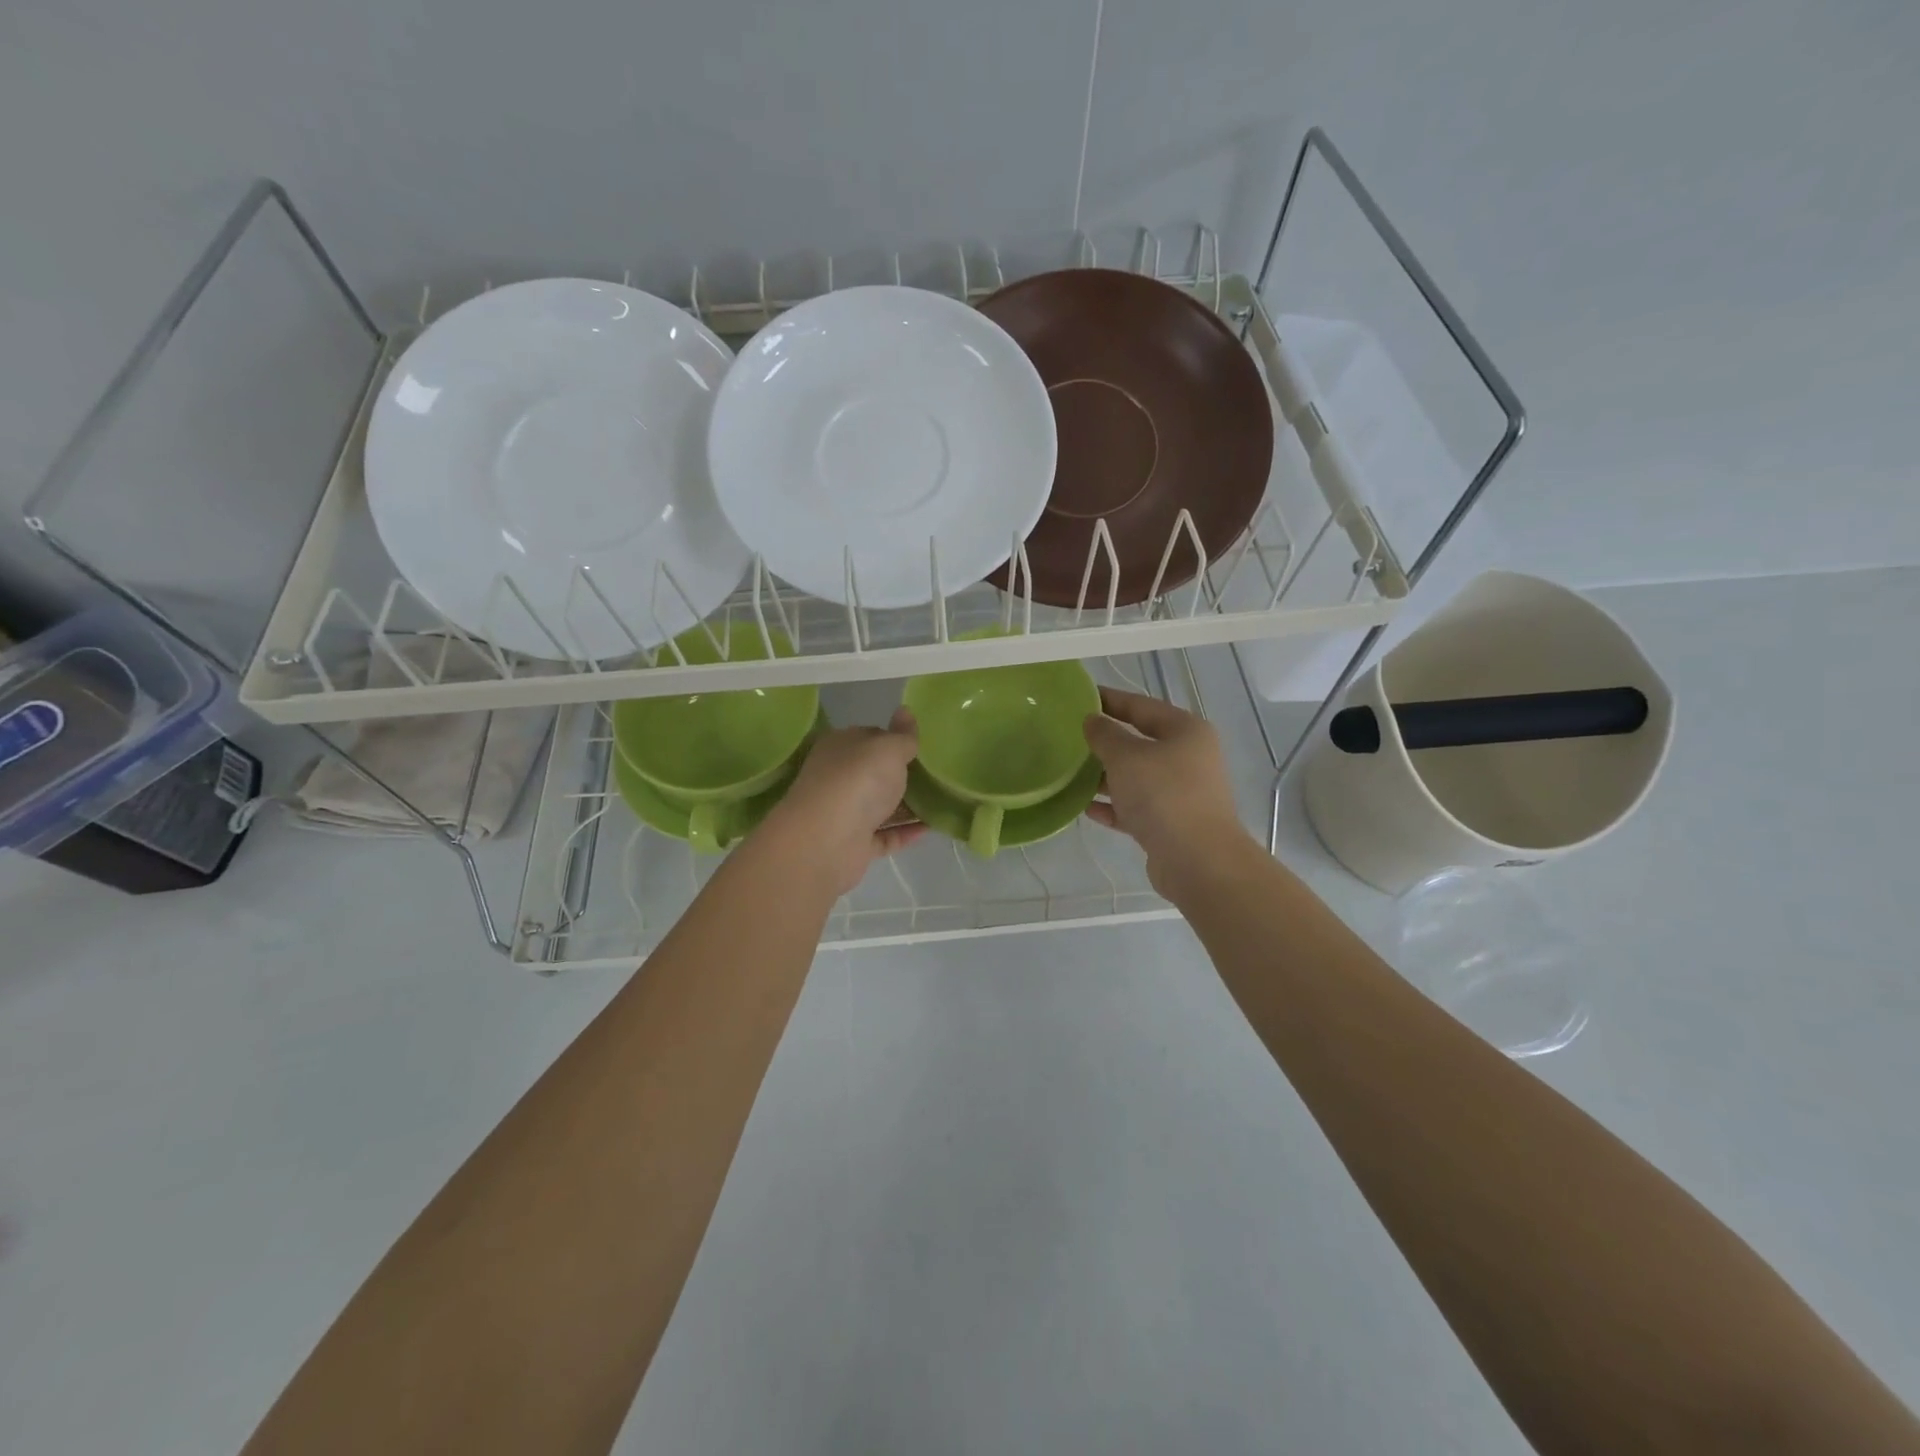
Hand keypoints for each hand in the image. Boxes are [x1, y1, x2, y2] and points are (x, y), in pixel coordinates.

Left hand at [756, 709, 924, 895]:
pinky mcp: (854, 844)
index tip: (923, 747)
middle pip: (875, 773)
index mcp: (840, 747)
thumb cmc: (858, 781)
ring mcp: (845, 813)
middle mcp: (838, 777)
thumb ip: (902, 735)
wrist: (826, 841)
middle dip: (903, 775)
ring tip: (942, 802)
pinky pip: (885, 836)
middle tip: (938, 774)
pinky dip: (904, 832)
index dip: (896, 740)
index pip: (870, 736)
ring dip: (907, 805)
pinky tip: (930, 828)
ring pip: (880, 806)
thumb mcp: (888, 748)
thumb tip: (905, 710)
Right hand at [1083, 686, 1249, 893]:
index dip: (1110, 700)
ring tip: (1072, 775)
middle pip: (1140, 743)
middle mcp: (1188, 758)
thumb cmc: (1163, 795)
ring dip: (1106, 777)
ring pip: (1137, 778)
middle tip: (1070, 738)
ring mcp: (1182, 793)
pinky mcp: (1171, 824)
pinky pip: (1137, 808)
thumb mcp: (1126, 757)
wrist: (1198, 860)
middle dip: (1105, 742)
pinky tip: (1088, 809)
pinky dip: (1115, 807)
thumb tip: (1093, 720)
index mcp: (1185, 731)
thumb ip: (1105, 735)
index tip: (1080, 697)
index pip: (1141, 706)